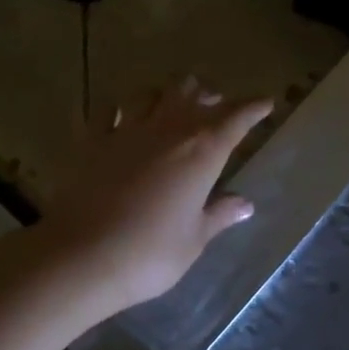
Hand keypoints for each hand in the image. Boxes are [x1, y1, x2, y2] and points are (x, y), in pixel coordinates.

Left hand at [38, 77, 274, 314]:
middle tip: (216, 103)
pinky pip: (107, 111)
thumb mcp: (194, 239)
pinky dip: (118, 108)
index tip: (265, 103)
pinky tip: (120, 114)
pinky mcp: (92, 141)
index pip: (235, 119)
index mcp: (201, 152)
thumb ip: (219, 215)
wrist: (82, 256)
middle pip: (191, 95)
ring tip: (172, 101)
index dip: (252, 108)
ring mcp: (126, 131)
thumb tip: (245, 204)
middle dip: (208, 95)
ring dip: (166, 94)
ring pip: (151, 94)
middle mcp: (167, 130)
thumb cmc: (150, 253)